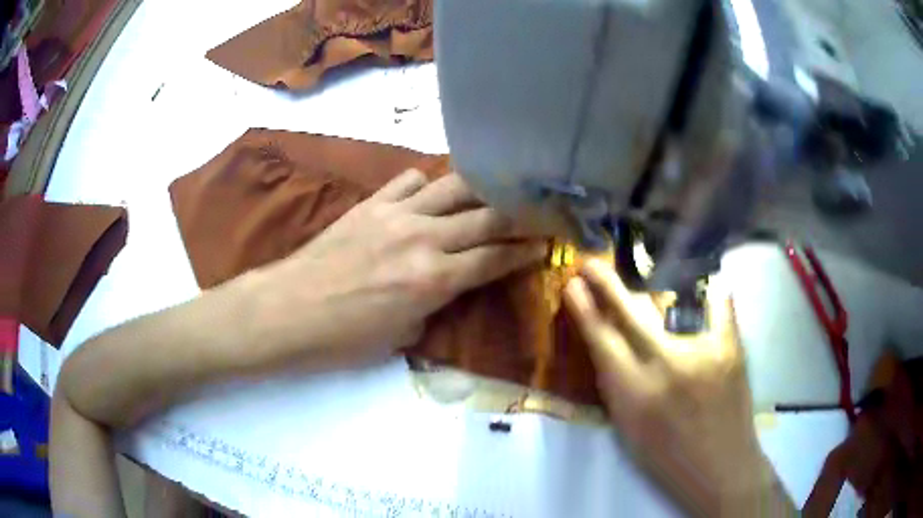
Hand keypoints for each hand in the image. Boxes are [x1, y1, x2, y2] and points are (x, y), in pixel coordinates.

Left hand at [266, 169, 545, 362]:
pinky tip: (428, 196)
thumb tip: (448, 285)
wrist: (288, 310)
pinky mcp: (372, 203)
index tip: (547, 242)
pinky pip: (410, 180)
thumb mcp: (401, 337)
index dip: (527, 251)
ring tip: (495, 192)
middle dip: (521, 214)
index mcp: (434, 280)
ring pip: (455, 187)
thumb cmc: (343, 338)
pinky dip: (427, 185)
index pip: (496, 259)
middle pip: (488, 216)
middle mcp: (424, 239)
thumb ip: (434, 305)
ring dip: (481, 189)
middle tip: (538, 211)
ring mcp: (397, 214)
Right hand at [564, 259, 777, 513]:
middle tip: (590, 263)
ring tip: (644, 273)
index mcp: (633, 395)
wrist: (722, 470)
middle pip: (628, 314)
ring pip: (668, 305)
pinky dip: (712, 291)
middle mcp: (664, 367)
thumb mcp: (628, 432)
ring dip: (649, 287)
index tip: (571, 286)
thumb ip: (616, 388)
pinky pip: (719, 304)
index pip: (600, 341)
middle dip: (605, 284)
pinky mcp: (730, 348)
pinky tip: (707, 281)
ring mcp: (701, 352)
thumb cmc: (668, 460)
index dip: (584, 310)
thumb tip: (608, 348)